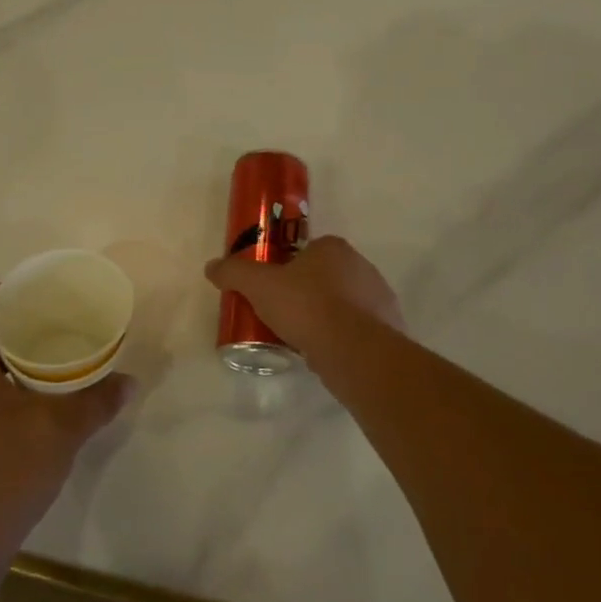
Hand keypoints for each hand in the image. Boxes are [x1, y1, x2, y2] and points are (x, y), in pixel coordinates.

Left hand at [0, 288, 134, 562]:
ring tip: (49, 350)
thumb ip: (96, 402)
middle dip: (11, 320)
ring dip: (8, 352)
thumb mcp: (61, 432)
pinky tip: (34, 395)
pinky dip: (4, 379)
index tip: (34, 289)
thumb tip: (128, 382)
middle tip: (52, 317)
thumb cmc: (7, 474)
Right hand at [204, 235, 404, 352]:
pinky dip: (342, 338)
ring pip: (344, 304)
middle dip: (306, 294)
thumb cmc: (306, 307)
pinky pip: (358, 329)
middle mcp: (361, 265)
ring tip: (302, 339)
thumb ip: (235, 273)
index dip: (287, 268)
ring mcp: (379, 297)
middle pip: (325, 276)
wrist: (354, 350)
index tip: (272, 290)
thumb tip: (211, 266)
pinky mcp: (389, 328)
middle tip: (282, 315)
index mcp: (333, 248)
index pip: (306, 251)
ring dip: (326, 317)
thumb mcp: (260, 287)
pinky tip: (325, 354)